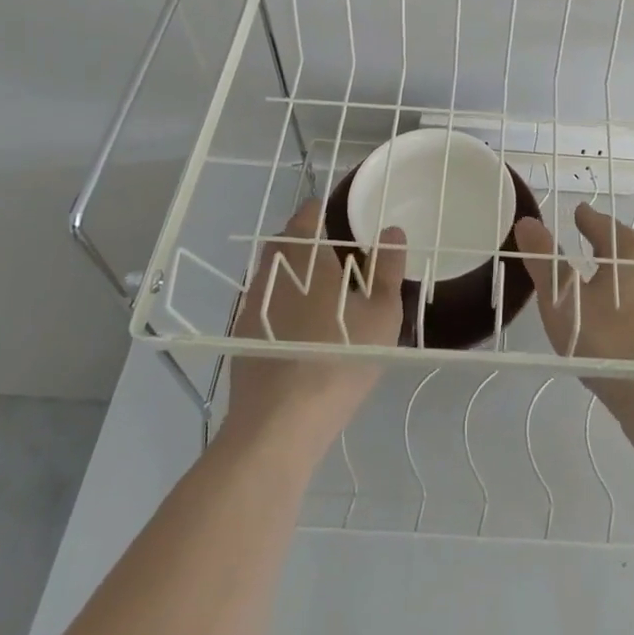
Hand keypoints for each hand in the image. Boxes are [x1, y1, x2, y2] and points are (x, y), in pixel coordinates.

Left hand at [224, 199, 404, 451]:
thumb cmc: (339, 357)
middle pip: (284, 243)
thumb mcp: (381, 312)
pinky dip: (280, 304)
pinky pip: (263, 305)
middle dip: (305, 241)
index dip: (321, 212)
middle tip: (335, 255)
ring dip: (291, 274)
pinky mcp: (241, 338)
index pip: (306, 216)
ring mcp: (251, 306)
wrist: (280, 423)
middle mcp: (273, 273)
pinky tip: (298, 328)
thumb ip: (388, 267)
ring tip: (319, 293)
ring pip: (271, 274)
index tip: (339, 219)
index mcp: (306, 258)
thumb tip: (392, 230)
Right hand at [512, 203, 633, 419]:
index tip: (575, 214)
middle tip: (582, 240)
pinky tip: (615, 313)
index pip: (601, 222)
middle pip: (623, 244)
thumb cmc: (609, 343)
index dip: (584, 218)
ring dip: (615, 270)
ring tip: (595, 277)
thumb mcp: (564, 300)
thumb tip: (527, 221)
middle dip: (602, 241)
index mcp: (632, 249)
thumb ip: (544, 260)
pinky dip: (625, 294)